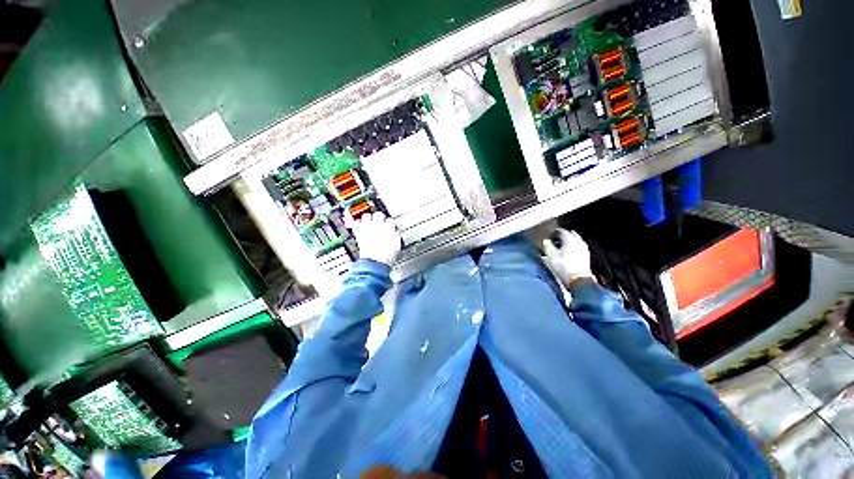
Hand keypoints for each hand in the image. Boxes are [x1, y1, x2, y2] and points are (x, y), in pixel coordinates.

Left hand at [347, 211, 401, 265]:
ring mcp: (368, 227)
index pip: (390, 220)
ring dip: (366, 218)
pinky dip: (354, 222)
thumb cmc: (387, 256)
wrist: (376, 262)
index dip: (389, 223)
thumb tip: (394, 232)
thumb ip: (395, 235)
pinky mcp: (358, 232)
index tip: (388, 225)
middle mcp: (379, 225)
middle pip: (378, 214)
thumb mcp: (397, 245)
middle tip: (378, 220)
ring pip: (366, 215)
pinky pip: (354, 222)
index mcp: (390, 228)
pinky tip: (353, 222)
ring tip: (367, 221)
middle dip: (378, 217)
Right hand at [542, 228, 593, 286]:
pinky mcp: (586, 256)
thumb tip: (546, 240)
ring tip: (561, 246)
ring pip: (575, 240)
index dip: (554, 232)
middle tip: (555, 239)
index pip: (561, 231)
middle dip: (563, 235)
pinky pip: (578, 246)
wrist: (578, 280)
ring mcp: (584, 248)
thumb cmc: (563, 266)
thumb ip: (547, 245)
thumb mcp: (551, 255)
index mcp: (570, 239)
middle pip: (570, 234)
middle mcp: (578, 241)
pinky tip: (568, 252)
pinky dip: (573, 247)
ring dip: (568, 241)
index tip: (549, 236)